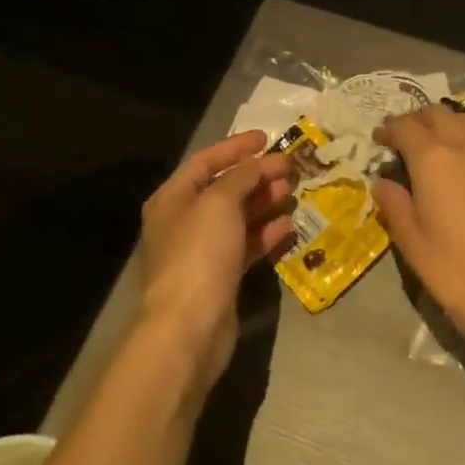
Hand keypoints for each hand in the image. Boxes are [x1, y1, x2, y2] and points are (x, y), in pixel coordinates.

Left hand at [139, 131, 295, 395]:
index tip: (268, 138)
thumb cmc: (199, 253)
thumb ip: (242, 176)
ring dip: (264, 202)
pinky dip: (265, 233)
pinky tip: (287, 226)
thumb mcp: (220, 202)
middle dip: (257, 176)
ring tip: (291, 193)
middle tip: (289, 169)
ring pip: (238, 217)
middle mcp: (184, 221)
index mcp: (173, 198)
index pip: (206, 161)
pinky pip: (245, 245)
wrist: (189, 326)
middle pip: (224, 189)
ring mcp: (202, 251)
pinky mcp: (220, 276)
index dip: (237, 147)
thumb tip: (260, 164)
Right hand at [372, 107, 464, 353]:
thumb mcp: (412, 242)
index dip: (389, 130)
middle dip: (419, 121)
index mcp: (432, 159)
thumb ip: (395, 205)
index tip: (380, 140)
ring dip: (451, 123)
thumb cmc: (455, 268)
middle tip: (408, 140)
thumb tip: (382, 183)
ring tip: (443, 140)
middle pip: (438, 115)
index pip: (406, 127)